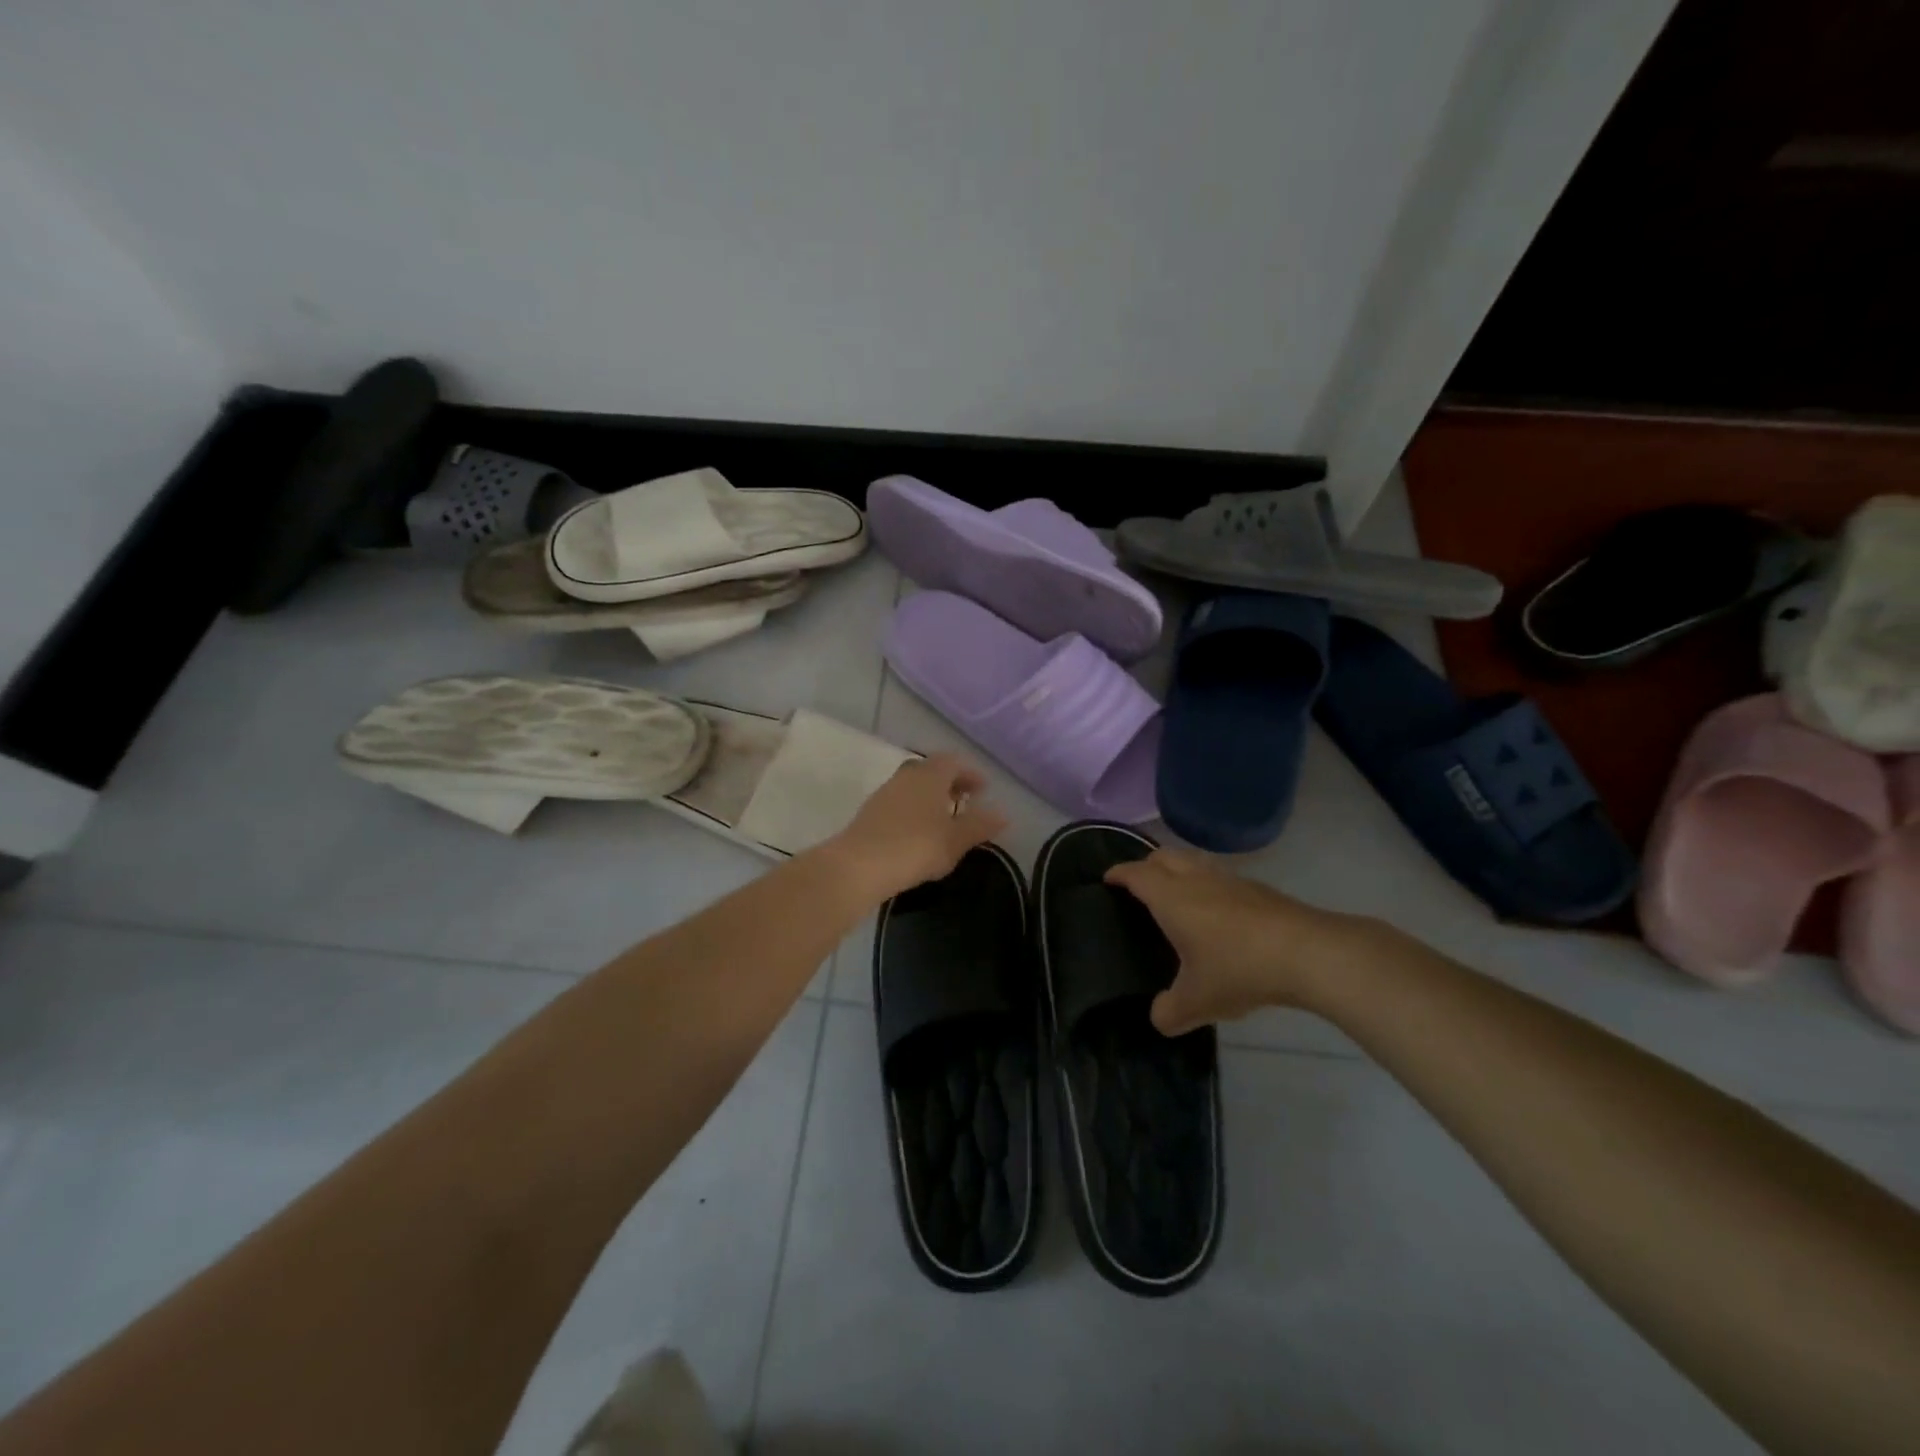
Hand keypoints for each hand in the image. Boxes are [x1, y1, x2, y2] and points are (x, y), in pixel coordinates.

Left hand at [822, 754, 1008, 902]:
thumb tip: (1003, 814)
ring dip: (930, 796)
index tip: (983, 790)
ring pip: (913, 786)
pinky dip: (914, 809)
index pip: (954, 763)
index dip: (970, 774)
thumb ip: (979, 825)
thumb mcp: (955, 840)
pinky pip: (899, 802)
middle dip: (950, 782)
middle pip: (931, 770)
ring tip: (944, 818)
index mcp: (930, 775)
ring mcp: (885, 792)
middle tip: (965, 800)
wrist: (859, 865)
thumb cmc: (915, 847)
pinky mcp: (870, 812)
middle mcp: (907, 776)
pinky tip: (918, 831)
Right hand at [1105, 849, 1375, 1034]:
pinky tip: (1217, 914)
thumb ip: (1169, 1012)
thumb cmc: (1240, 969)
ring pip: (1193, 862)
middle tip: (1138, 887)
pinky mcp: (1258, 889)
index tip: (1107, 880)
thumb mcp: (1197, 1002)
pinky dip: (1207, 885)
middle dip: (1145, 865)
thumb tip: (1159, 1017)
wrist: (1308, 953)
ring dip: (1178, 871)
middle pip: (1163, 856)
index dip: (1118, 874)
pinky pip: (1220, 876)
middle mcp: (1196, 879)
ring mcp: (1230, 880)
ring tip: (1176, 897)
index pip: (1136, 874)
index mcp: (1171, 898)